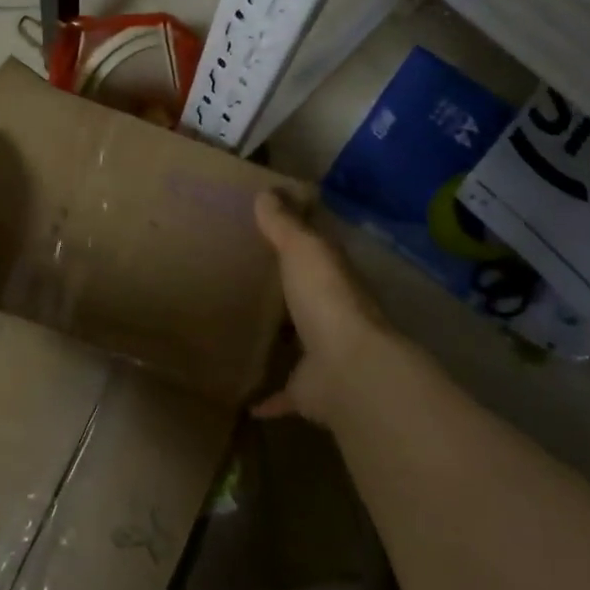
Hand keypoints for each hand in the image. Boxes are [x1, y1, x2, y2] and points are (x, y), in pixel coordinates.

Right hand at [252, 190, 396, 426]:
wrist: (347, 368)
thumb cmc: (325, 298)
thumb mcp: (302, 249)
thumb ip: (284, 223)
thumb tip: (267, 191)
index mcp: (333, 276)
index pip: (317, 250)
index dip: (298, 237)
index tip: (269, 228)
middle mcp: (332, 313)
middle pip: (307, 296)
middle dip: (285, 290)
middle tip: (244, 277)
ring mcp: (323, 354)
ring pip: (298, 342)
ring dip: (279, 339)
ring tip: (241, 330)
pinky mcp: (309, 391)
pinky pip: (285, 393)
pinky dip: (268, 397)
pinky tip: (245, 399)